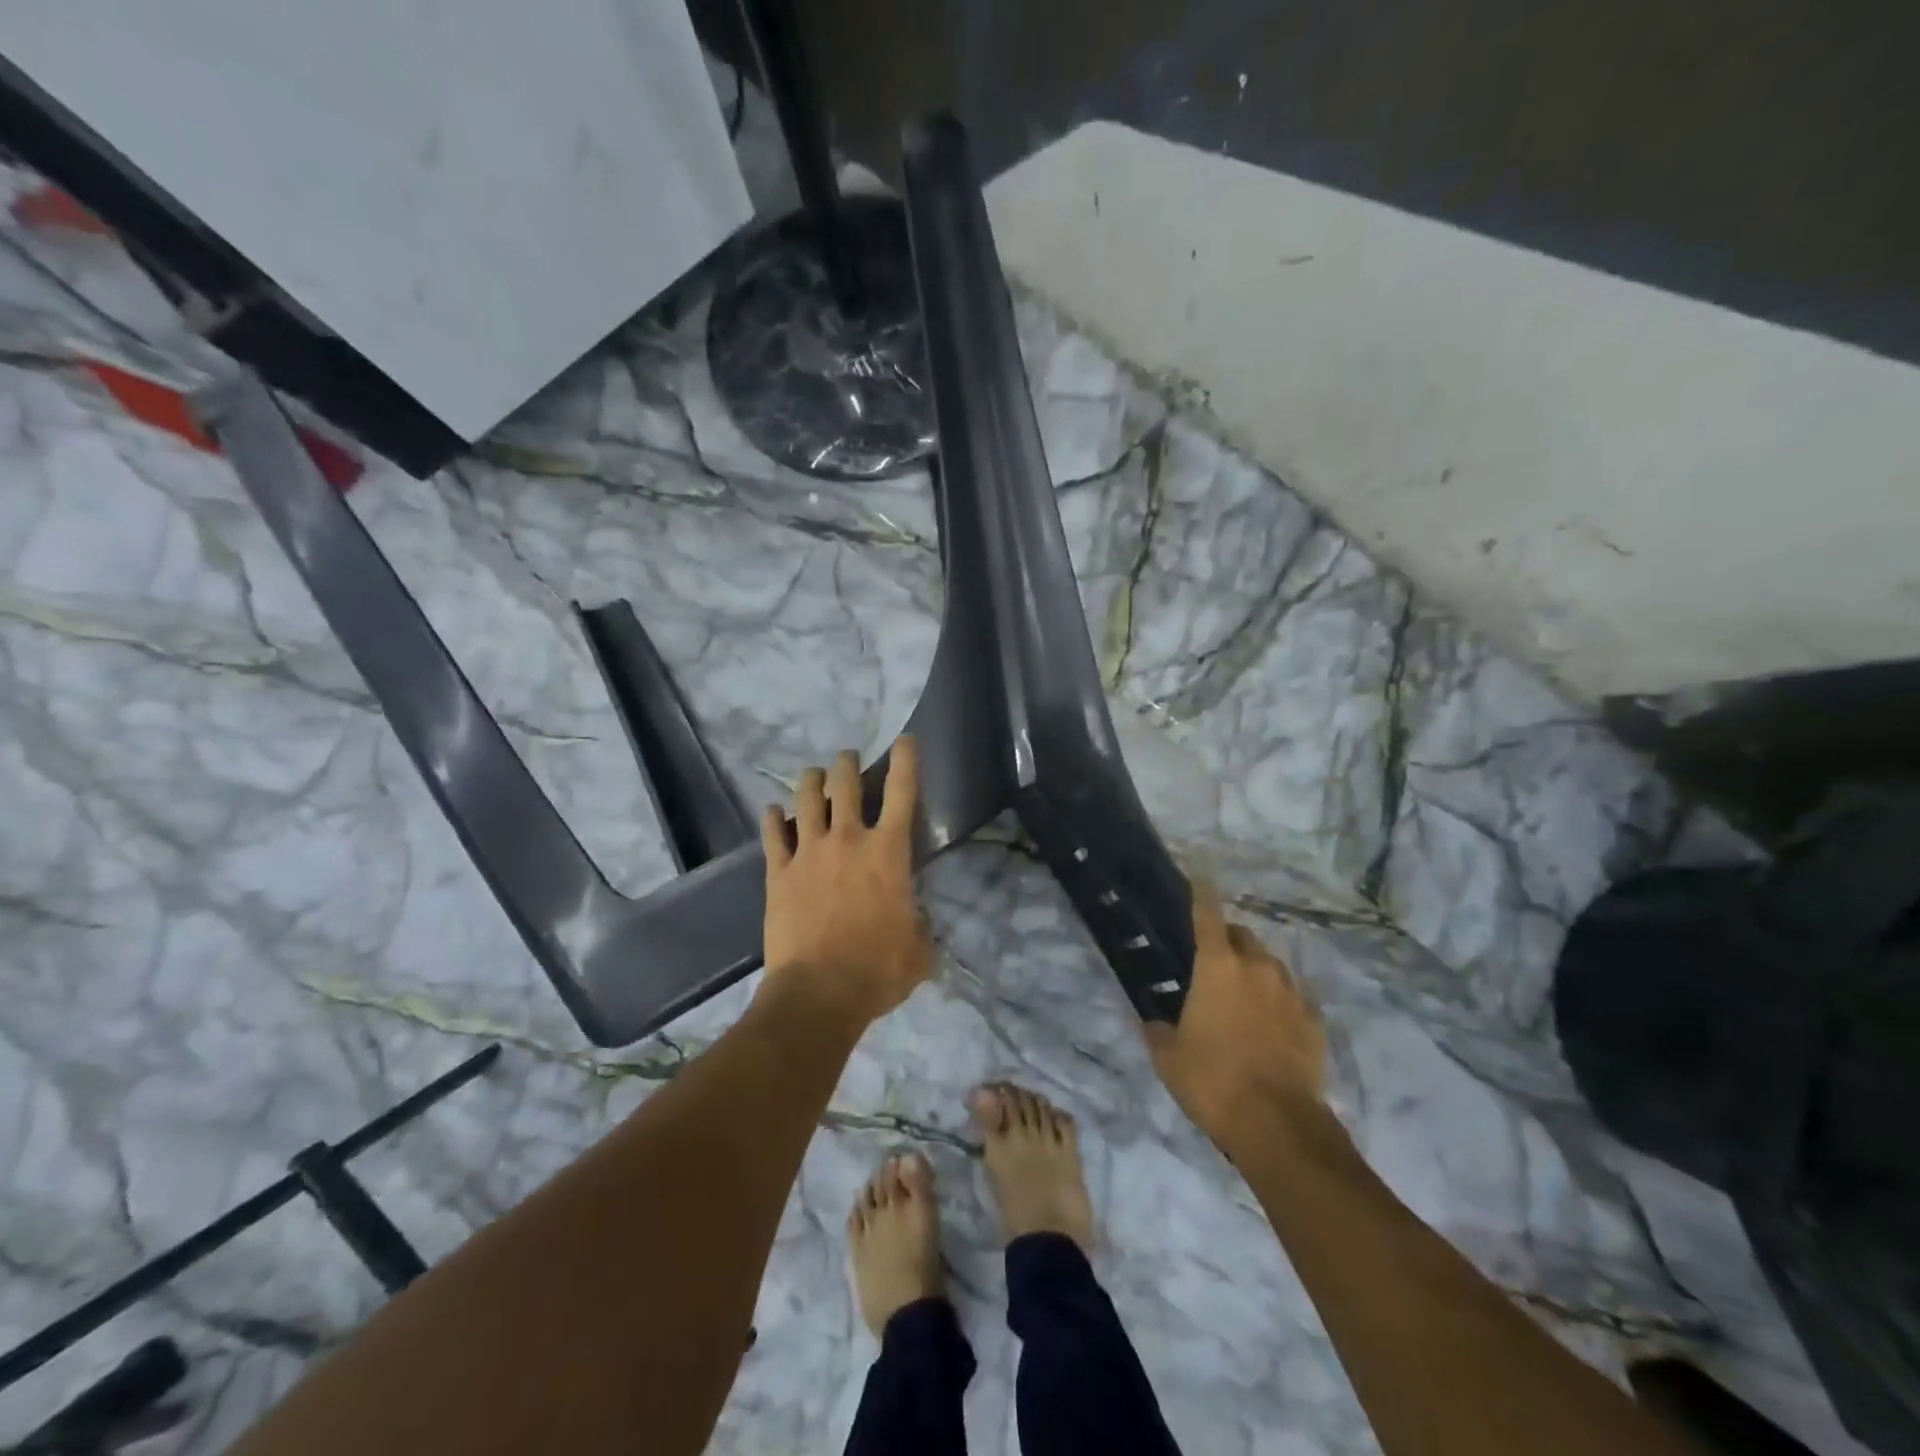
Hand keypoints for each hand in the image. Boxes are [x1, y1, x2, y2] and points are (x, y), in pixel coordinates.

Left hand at [760, 736, 931, 1025]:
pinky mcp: (778, 872)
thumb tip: (914, 919)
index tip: (905, 740)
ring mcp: (809, 852)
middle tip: (848, 759)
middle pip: (846, 784)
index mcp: (888, 853)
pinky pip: (773, 834)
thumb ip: (919, 925)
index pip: (902, 793)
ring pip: (807, 798)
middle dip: (848, 764)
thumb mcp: (919, 950)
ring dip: (811, 781)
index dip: (906, 761)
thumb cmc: (877, 970)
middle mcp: (848, 840)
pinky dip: (773, 819)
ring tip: (813, 775)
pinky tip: (773, 812)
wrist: (818, 994)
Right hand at [1144, 880, 1326, 1149]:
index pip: (1208, 914)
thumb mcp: (1169, 1058)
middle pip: (1243, 937)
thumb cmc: (1213, 1081)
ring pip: (1271, 965)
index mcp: (1217, 967)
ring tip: (1241, 996)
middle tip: (1212, 963)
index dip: (1201, 892)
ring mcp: (1292, 993)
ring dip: (1254, 970)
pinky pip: (1293, 997)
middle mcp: (1258, 968)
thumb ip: (1158, 1030)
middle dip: (1227, 941)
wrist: (1279, 1126)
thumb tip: (1152, 1021)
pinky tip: (1270, 1024)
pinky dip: (1278, 1001)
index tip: (1198, 876)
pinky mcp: (1315, 1021)